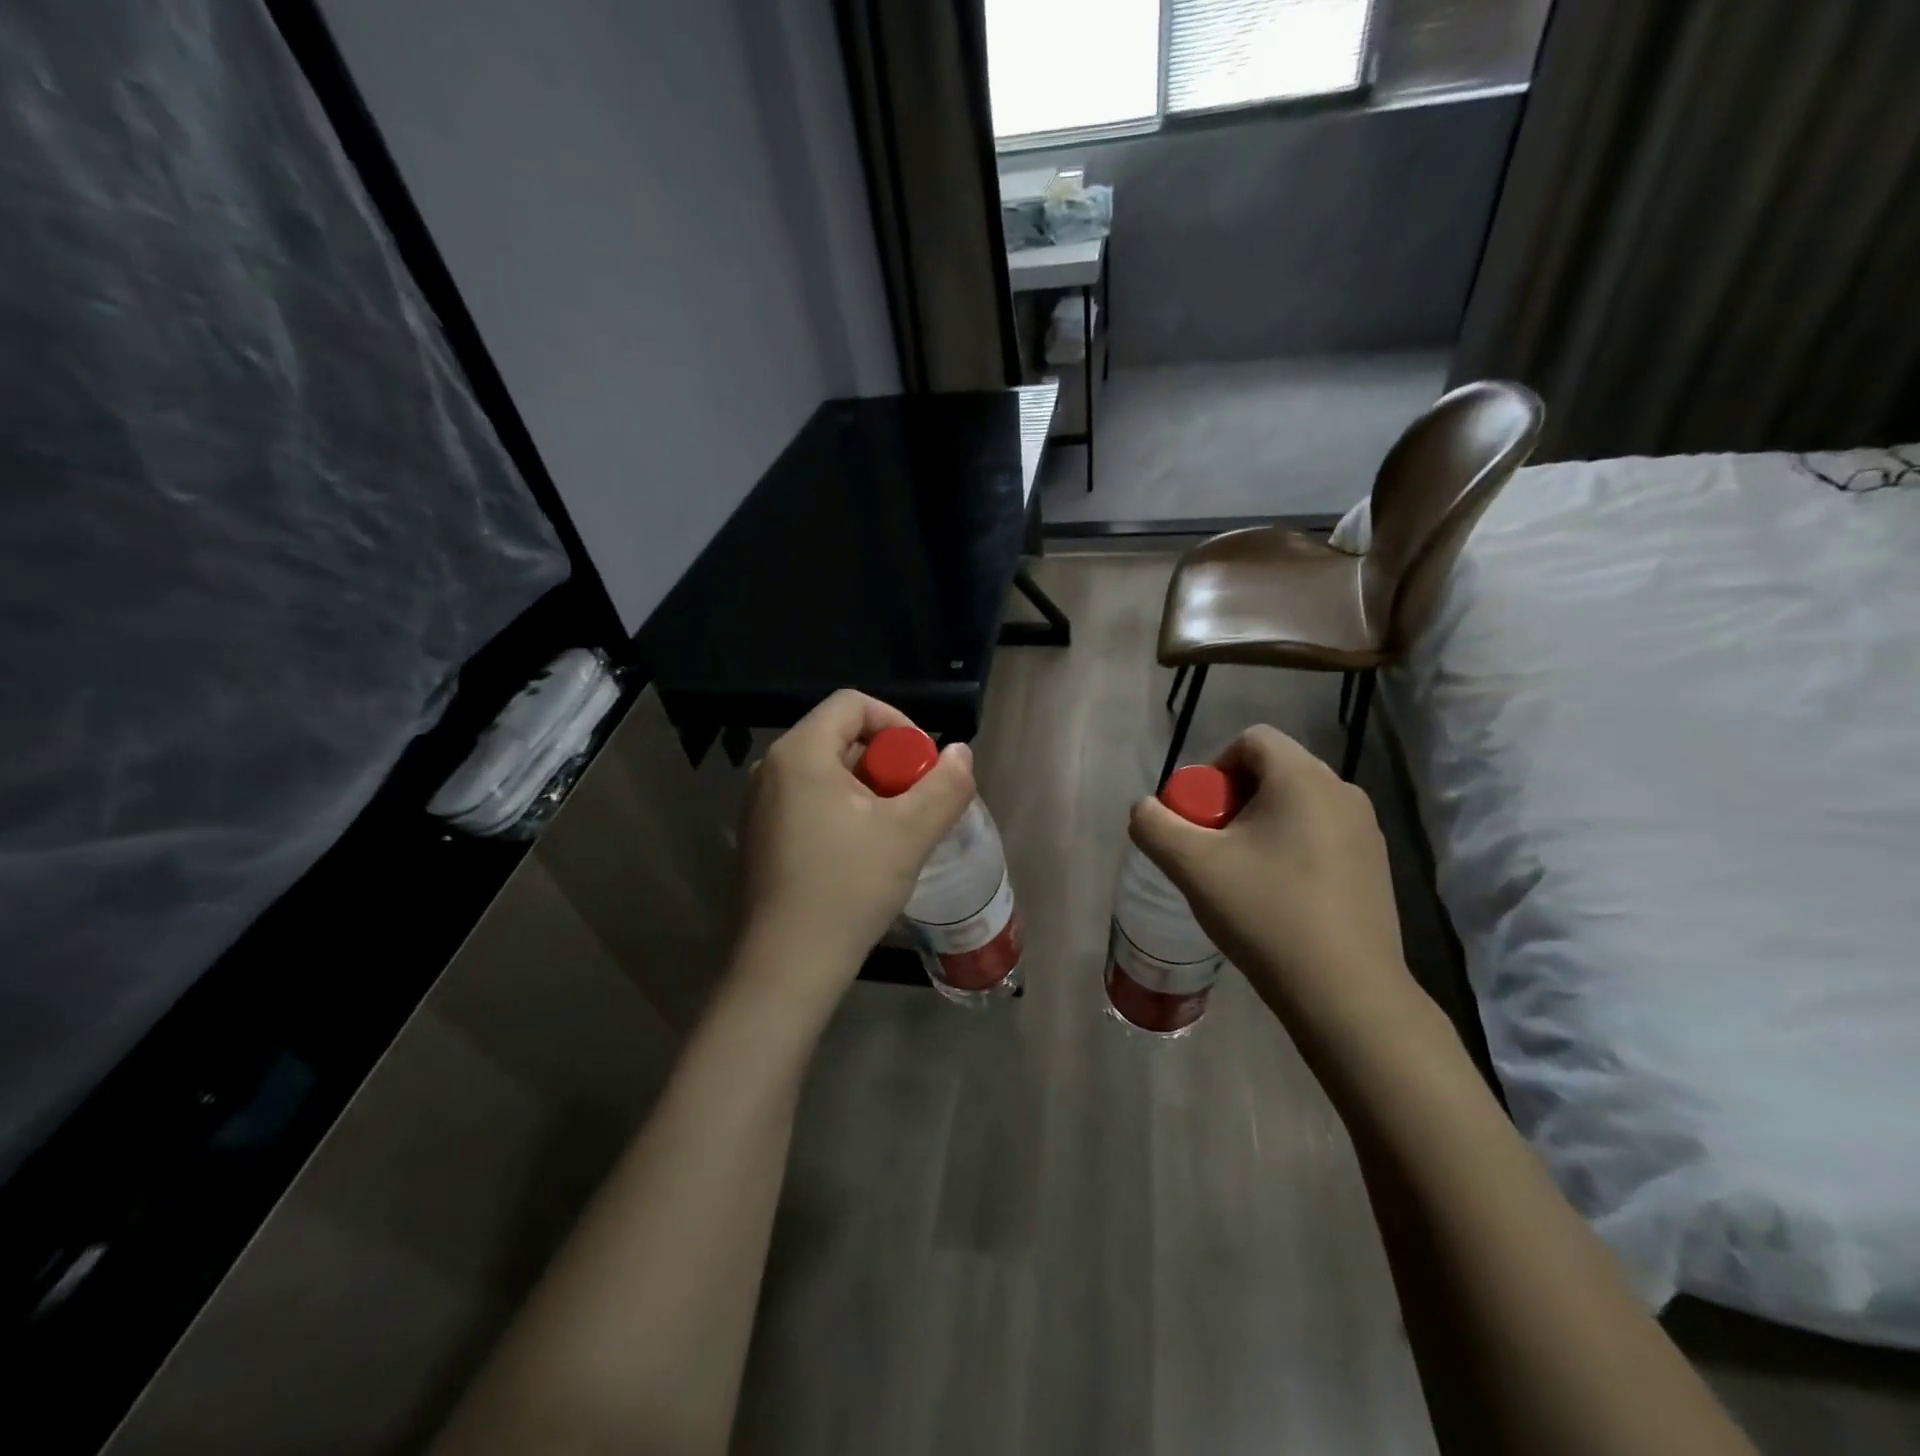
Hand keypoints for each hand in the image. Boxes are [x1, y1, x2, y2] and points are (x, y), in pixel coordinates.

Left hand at [736, 690, 975, 1006]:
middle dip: (888, 763)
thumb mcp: (909, 833)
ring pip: (828, 773)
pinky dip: (844, 811)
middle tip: (916, 804)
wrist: (788, 965)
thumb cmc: (848, 888)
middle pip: (841, 738)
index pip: (853, 704)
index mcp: (800, 753)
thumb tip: (960, 754)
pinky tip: (863, 853)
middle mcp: (771, 768)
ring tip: (896, 831)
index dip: (898, 723)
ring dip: (870, 790)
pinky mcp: (761, 837)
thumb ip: (945, 785)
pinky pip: (810, 801)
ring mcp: (759, 805)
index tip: (924, 765)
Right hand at [1128, 726, 1419, 1046]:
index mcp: (1303, 778)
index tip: (1201, 816)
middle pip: (1273, 772)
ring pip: (1297, 806)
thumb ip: (1154, 825)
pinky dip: (1291, 849)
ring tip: (1243, 876)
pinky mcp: (1375, 866)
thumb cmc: (1266, 914)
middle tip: (1214, 848)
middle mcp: (1342, 791)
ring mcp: (1366, 831)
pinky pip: (1321, 836)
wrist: (1345, 992)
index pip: (1251, 740)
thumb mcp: (1192, 866)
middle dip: (1233, 801)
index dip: (1214, 768)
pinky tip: (1279, 898)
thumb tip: (1144, 809)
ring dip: (1261, 826)